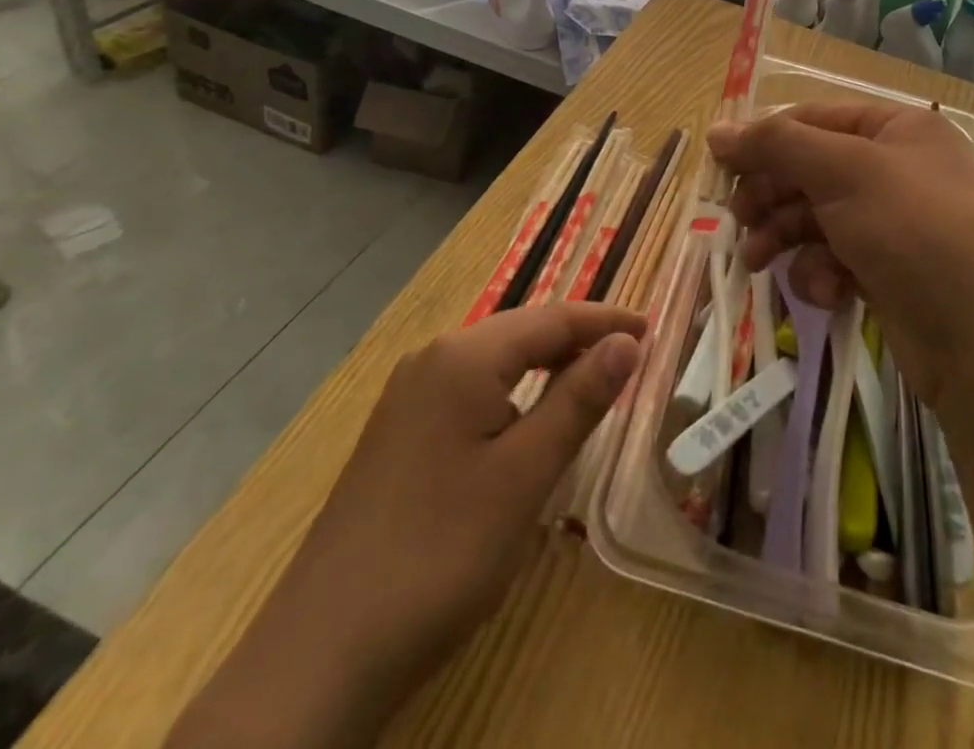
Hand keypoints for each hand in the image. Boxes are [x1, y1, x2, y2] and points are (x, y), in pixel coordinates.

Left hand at [296, 302, 645, 672]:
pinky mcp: (399, 435)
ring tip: (592, 387)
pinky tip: (529, 425)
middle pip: (522, 332)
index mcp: (463, 357)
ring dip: (547, 368)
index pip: (552, 318)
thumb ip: (579, 400)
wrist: (320, 655)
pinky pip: (471, 392)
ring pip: (496, 363)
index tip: (653, 332)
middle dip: (578, 340)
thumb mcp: (525, 475)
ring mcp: (409, 398)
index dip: (605, 321)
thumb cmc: (440, 554)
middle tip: (631, 359)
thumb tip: (628, 342)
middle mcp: (432, 360)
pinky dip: (514, 395)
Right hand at [708, 101, 973, 407]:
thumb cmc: (914, 229)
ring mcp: (897, 226)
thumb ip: (776, 146)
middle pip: (813, 171)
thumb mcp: (843, 172)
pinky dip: (822, 274)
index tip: (720, 167)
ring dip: (786, 237)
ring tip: (758, 262)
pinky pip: (838, 260)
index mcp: (896, 129)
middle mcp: (898, 170)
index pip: (814, 120)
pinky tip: (823, 292)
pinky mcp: (892, 276)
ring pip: (819, 219)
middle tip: (738, 221)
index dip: (765, 140)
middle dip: (772, 196)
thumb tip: (717, 130)